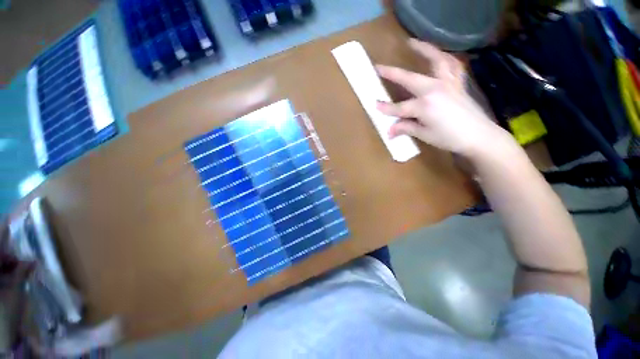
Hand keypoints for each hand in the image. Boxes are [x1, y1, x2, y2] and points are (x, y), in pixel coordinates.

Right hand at [376, 39, 511, 158]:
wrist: (479, 136)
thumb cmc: (449, 138)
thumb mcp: (424, 135)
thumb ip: (406, 128)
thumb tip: (390, 131)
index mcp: (424, 106)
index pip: (399, 107)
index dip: (386, 108)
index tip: (374, 105)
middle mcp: (434, 89)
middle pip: (409, 79)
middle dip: (392, 73)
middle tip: (379, 67)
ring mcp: (448, 83)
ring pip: (437, 60)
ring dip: (424, 50)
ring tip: (413, 43)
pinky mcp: (458, 83)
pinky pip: (453, 65)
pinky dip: (446, 58)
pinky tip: (440, 55)